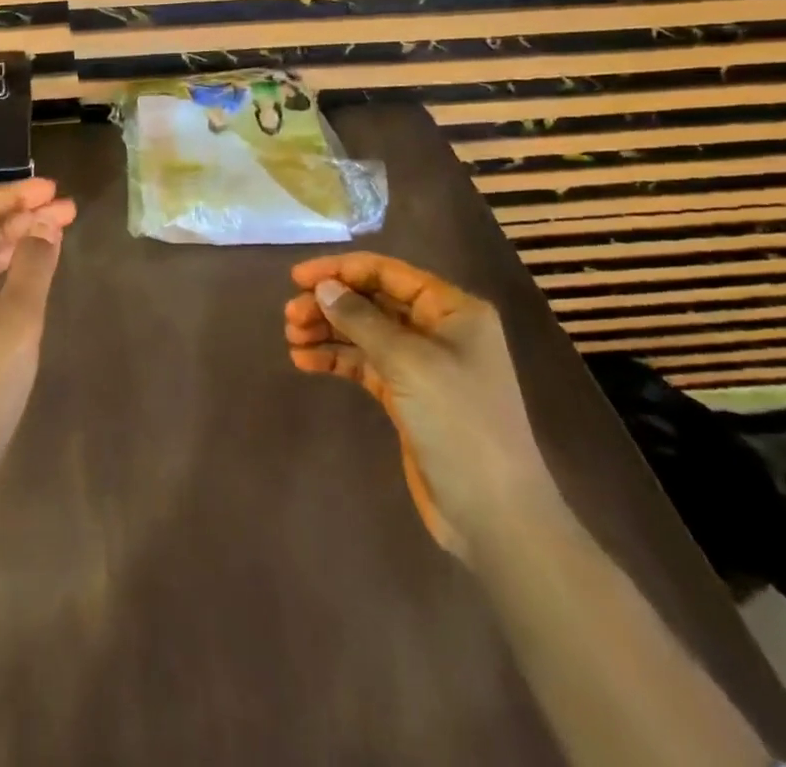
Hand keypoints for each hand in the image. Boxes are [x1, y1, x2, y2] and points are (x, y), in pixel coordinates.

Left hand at [0, 178, 76, 507]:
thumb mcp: (14, 325)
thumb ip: (33, 268)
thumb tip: (45, 225)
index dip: (18, 194)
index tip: (56, 189)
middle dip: (25, 216)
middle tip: (69, 209)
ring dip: (19, 242)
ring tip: (60, 231)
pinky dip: (9, 272)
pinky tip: (34, 272)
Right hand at [283, 252, 554, 557]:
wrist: (494, 514)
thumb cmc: (459, 422)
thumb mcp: (408, 362)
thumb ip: (361, 319)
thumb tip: (323, 287)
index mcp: (452, 310)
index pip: (388, 273)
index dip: (341, 270)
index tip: (298, 278)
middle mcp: (438, 330)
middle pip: (372, 301)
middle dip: (330, 304)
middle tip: (290, 317)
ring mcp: (422, 365)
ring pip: (364, 332)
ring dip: (327, 330)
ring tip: (292, 339)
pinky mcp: (407, 395)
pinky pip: (364, 363)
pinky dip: (335, 358)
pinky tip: (304, 361)